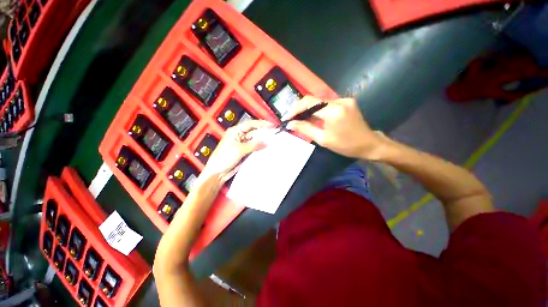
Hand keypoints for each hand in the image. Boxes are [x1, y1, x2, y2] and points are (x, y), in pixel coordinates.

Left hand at [201, 120, 273, 180]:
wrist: (218, 172)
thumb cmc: (222, 159)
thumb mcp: (239, 150)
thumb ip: (253, 145)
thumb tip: (265, 143)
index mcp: (235, 131)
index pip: (250, 124)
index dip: (261, 124)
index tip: (271, 125)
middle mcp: (239, 136)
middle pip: (254, 132)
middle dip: (263, 133)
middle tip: (273, 135)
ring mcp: (242, 144)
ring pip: (255, 140)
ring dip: (262, 141)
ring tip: (271, 142)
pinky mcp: (244, 152)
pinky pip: (254, 148)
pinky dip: (259, 148)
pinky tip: (265, 149)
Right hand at [285, 96, 387, 159]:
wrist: (369, 144)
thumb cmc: (345, 145)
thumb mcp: (323, 139)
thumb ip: (305, 129)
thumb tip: (290, 124)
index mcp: (334, 111)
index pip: (309, 103)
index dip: (295, 109)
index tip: (287, 117)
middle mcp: (339, 101)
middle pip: (313, 100)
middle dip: (300, 109)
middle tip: (291, 119)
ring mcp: (344, 99)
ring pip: (319, 101)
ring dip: (308, 109)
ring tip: (299, 119)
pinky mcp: (346, 101)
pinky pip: (326, 104)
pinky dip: (317, 110)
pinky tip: (312, 117)